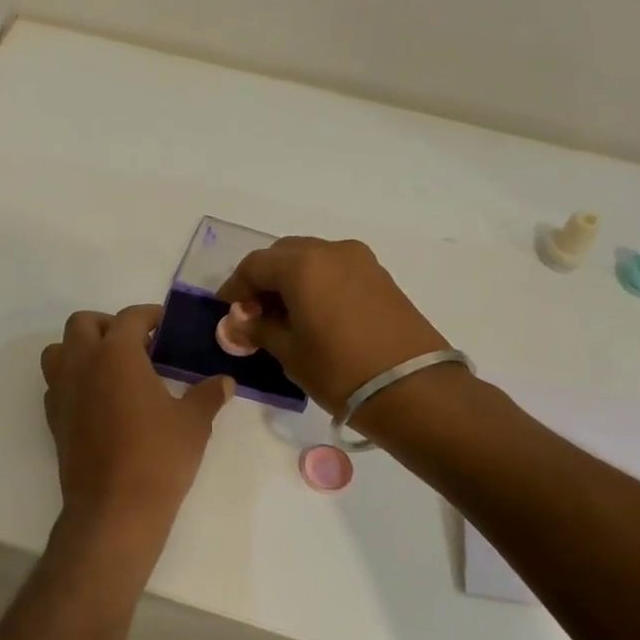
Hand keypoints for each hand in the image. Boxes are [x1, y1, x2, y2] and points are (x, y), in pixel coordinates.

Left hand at [40, 305, 232, 540]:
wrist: (114, 509)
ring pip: (59, 351)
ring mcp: (62, 392)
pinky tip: (98, 401)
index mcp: (116, 354)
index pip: (129, 318)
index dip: (149, 316)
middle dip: (108, 325)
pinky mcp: (54, 419)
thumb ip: (207, 395)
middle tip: (137, 344)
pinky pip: (56, 384)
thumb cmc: (158, 458)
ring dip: (81, 349)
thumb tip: (224, 382)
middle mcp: (82, 364)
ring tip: (111, 369)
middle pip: (83, 324)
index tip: (165, 325)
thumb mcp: (193, 423)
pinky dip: (73, 380)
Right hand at [216, 237, 451, 413]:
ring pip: (311, 259)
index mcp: (302, 265)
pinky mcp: (380, 277)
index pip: (254, 265)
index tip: (228, 312)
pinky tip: (312, 316)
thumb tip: (237, 322)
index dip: (235, 287)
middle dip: (263, 280)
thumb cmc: (339, 370)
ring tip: (283, 318)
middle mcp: (331, 251)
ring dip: (291, 281)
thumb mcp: (289, 352)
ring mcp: (360, 261)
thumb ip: (259, 330)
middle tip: (254, 314)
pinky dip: (316, 284)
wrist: (412, 388)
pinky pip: (335, 270)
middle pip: (283, 255)